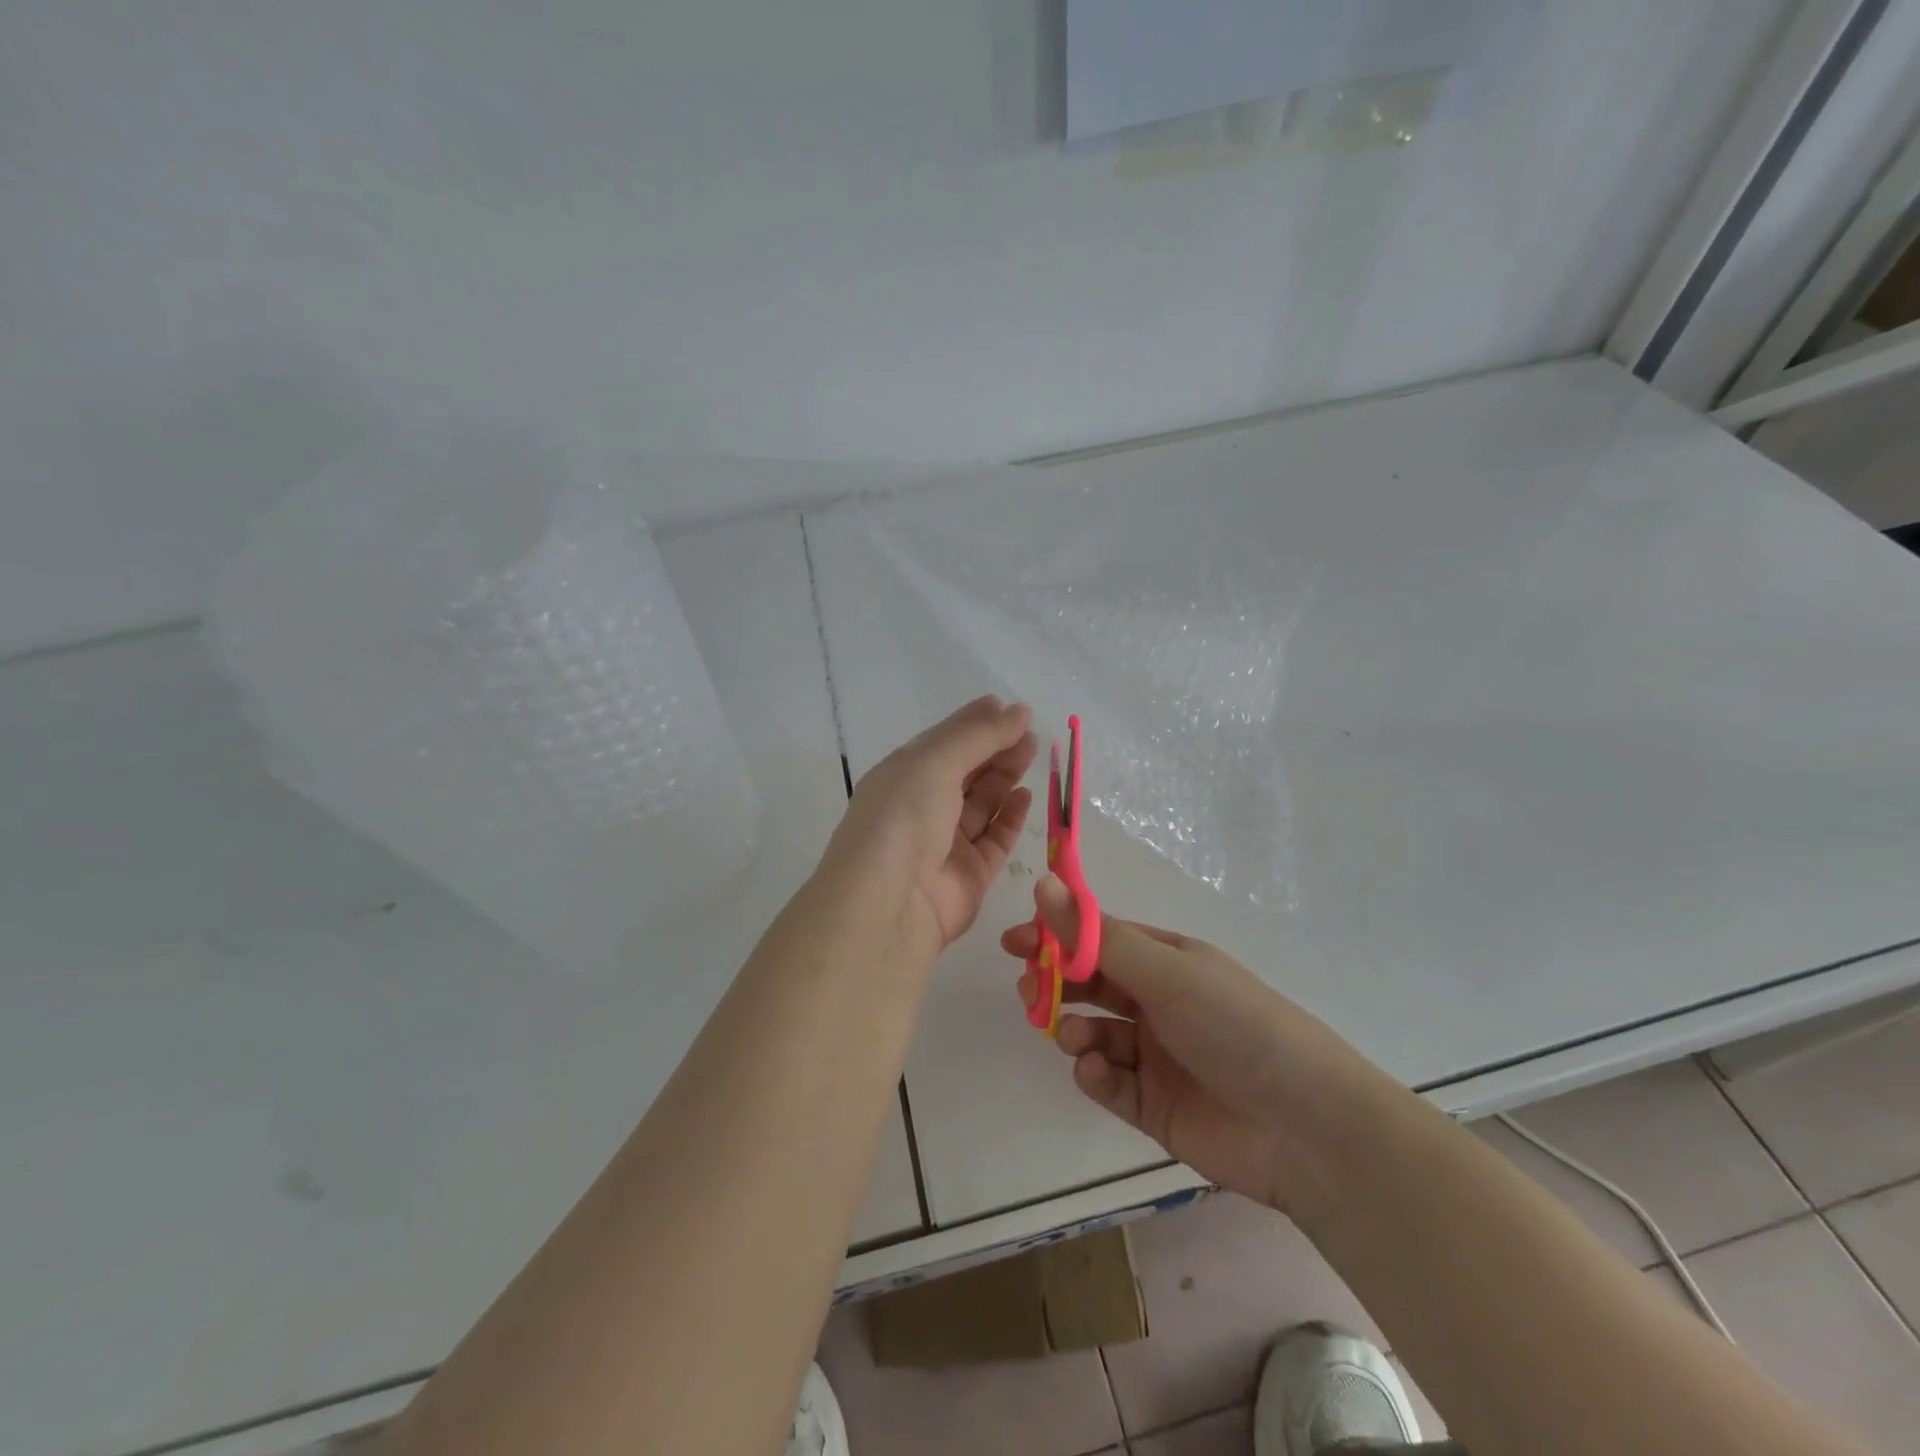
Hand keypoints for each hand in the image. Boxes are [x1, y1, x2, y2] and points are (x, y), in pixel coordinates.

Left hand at [820, 697, 1036, 964]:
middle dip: (996, 749)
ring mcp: (945, 844)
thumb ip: (979, 735)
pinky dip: (1011, 817)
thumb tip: (1019, 710)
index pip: (943, 743)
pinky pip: (994, 840)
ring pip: (982, 804)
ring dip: (1006, 777)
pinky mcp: (969, 876)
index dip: (975, 724)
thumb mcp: (935, 762)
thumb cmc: (904, 818)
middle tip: (1030, 733)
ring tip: (1033, 753)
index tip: (1010, 709)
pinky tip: (1026, 795)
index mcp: (902, 776)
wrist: (889, 904)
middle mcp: (921, 807)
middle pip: (966, 771)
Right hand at [1003, 877, 1389, 1214]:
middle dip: (1056, 985)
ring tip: (1073, 1038)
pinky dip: (1094, 1076)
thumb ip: (1099, 938)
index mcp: (1166, 962)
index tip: (1015, 942)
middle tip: (1028, 989)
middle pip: (1090, 986)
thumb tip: (1045, 883)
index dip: (1057, 936)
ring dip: (1073, 1031)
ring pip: (1092, 1034)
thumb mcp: (1167, 973)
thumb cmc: (1237, 1026)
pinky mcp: (1152, 1106)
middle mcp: (1158, 1003)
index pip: (1099, 939)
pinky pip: (1107, 1083)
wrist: (1306, 1128)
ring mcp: (1154, 1056)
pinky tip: (1094, 1072)